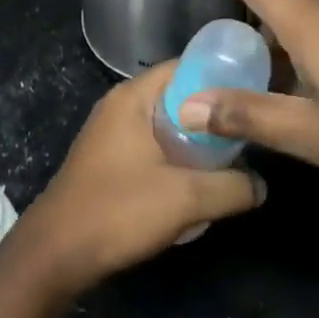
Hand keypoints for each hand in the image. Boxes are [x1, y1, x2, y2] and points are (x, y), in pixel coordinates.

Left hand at [16, 63, 264, 295]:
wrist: (57, 251)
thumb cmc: (119, 210)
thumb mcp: (186, 199)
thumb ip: (231, 187)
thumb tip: (261, 184)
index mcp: (134, 97)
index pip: (185, 66)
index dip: (221, 76)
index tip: (253, 94)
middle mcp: (121, 104)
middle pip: (177, 95)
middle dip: (211, 114)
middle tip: (247, 133)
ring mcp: (111, 131)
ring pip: (165, 123)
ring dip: (194, 140)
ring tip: (228, 160)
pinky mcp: (108, 158)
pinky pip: (151, 144)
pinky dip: (175, 155)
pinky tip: (195, 182)